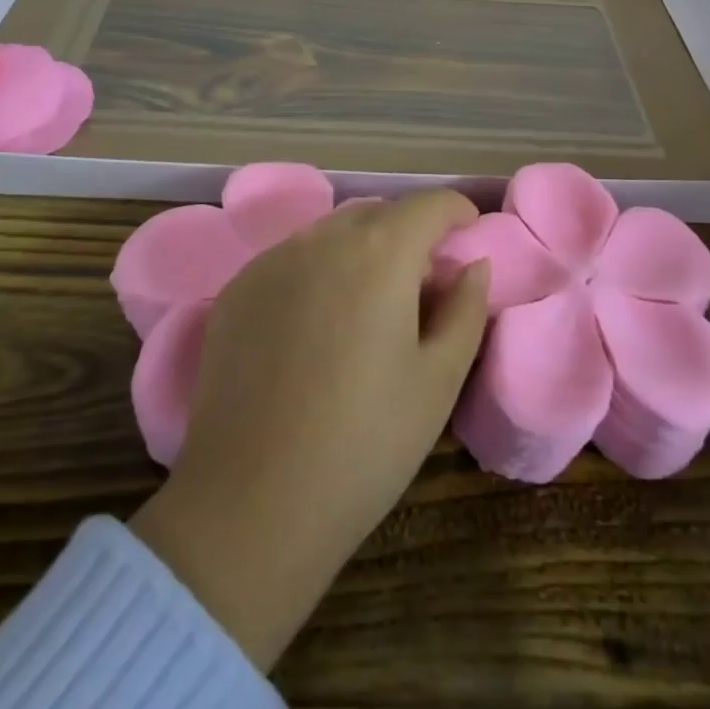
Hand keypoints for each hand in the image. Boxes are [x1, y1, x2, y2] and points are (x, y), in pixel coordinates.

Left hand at [129, 189, 488, 669]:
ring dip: (360, 251)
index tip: (469, 232)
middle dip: (408, 233)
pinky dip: (317, 273)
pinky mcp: (236, 290)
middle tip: (422, 282)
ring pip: (330, 234)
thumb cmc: (365, 444)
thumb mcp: (439, 381)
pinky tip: (315, 327)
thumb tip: (473, 266)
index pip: (428, 204)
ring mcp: (271, 261)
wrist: (251, 504)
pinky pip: (290, 260)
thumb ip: (465, 310)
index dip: (456, 211)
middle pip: (377, 214)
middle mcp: (322, 239)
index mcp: (380, 253)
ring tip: (368, 305)